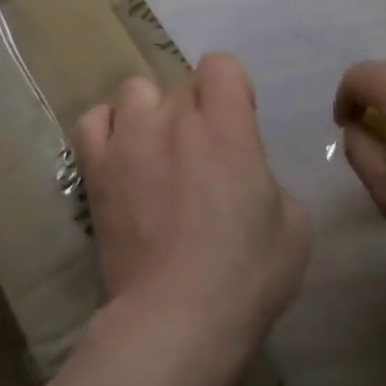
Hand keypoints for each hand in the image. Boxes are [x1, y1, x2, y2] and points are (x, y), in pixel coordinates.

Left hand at [76, 55, 310, 385]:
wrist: (173, 320)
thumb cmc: (244, 277)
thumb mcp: (293, 227)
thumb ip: (269, 180)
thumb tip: (246, 175)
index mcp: (226, 127)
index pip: (222, 65)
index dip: (232, 89)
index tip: (237, 125)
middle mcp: (174, 119)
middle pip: (183, 84)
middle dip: (197, 111)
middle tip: (202, 156)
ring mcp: (129, 139)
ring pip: (136, 91)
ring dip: (151, 113)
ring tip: (156, 151)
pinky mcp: (96, 168)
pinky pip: (93, 121)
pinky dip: (107, 129)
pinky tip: (121, 155)